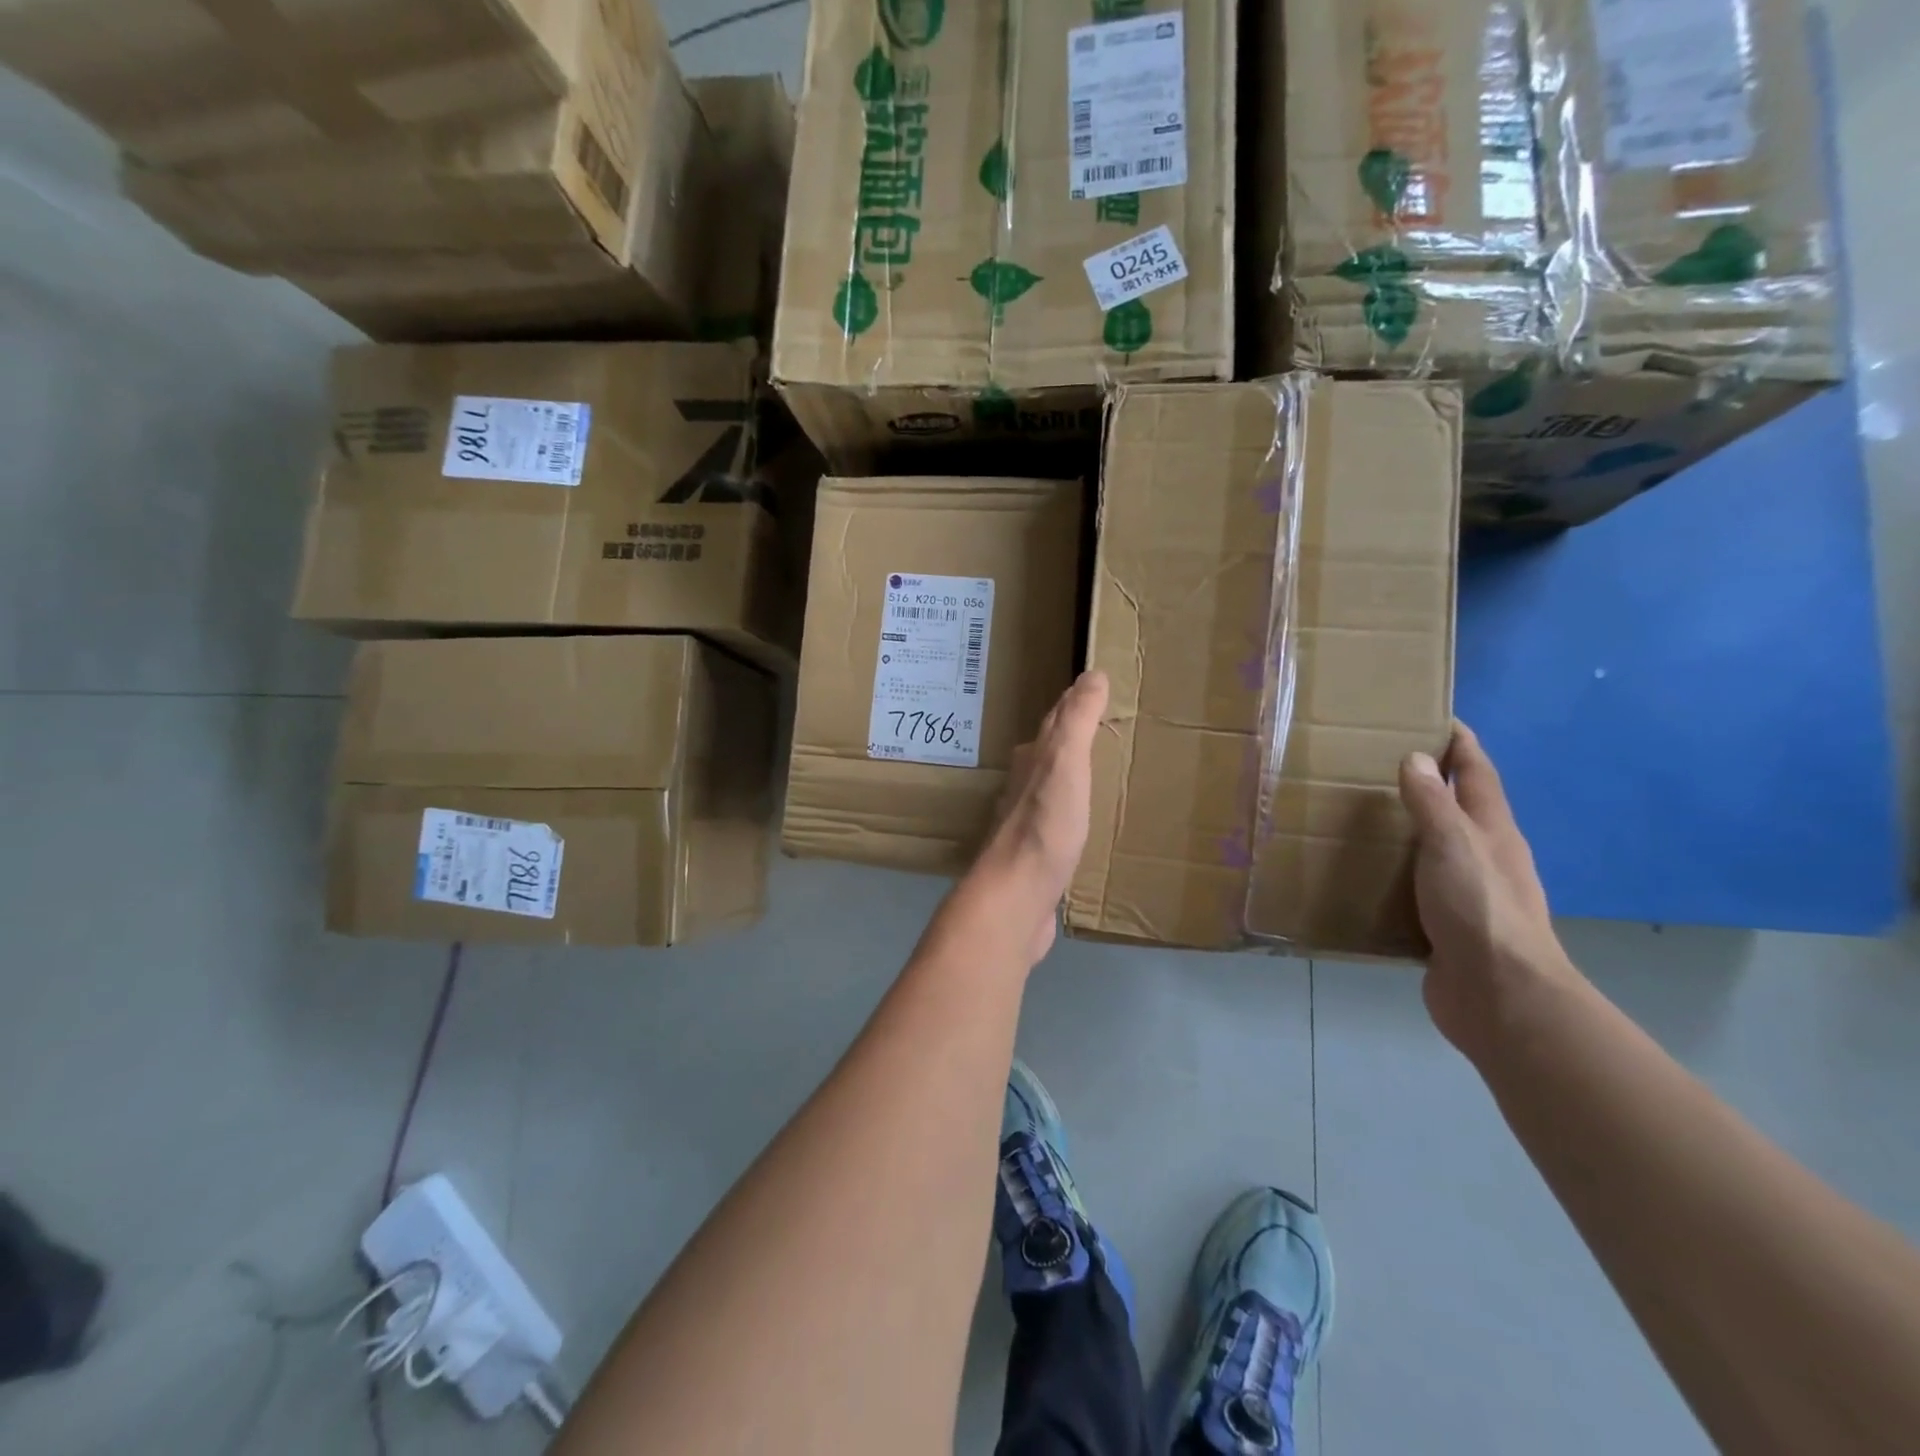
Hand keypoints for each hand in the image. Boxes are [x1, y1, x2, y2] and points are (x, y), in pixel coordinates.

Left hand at [976, 670, 1110, 963]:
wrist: (1016, 897)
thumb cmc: (1044, 825)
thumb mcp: (1065, 763)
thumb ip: (1077, 721)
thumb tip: (1091, 674)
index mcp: (1032, 762)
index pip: (1054, 723)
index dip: (1074, 705)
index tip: (1096, 690)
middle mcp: (1023, 787)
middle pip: (1048, 754)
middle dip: (1070, 739)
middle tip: (1100, 727)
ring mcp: (1027, 825)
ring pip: (1050, 789)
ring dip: (1069, 777)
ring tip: (1095, 772)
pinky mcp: (1036, 858)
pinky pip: (1057, 824)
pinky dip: (1072, 815)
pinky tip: (1082, 826)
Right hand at [1398, 723, 1578, 1055]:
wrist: (1500, 996)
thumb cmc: (1480, 909)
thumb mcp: (1454, 845)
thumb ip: (1433, 803)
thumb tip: (1415, 758)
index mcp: (1492, 831)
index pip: (1478, 772)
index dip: (1460, 742)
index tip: (1434, 715)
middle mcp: (1484, 856)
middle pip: (1460, 806)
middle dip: (1430, 780)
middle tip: (1379, 761)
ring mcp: (1467, 892)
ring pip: (1436, 847)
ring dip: (1409, 827)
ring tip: (1361, 812)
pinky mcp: (1446, 924)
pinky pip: (1416, 885)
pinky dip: (1395, 870)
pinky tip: (1365, 872)